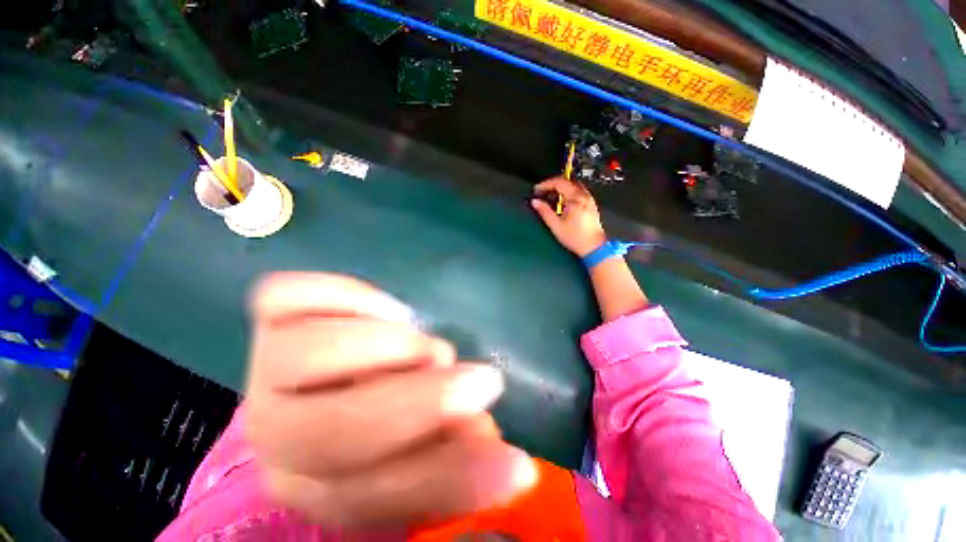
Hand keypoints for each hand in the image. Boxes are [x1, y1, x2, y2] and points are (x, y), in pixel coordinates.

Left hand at [245, 273, 536, 528]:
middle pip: (334, 431)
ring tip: (422, 343)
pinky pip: (283, 297)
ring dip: (386, 346)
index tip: (517, 463)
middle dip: (420, 402)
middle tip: (476, 378)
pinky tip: (386, 310)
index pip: (386, 497)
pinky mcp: (271, 320)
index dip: (456, 481)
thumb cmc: (379, 423)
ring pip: (302, 355)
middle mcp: (282, 437)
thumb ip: (457, 454)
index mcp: (325, 484)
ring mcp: (266, 368)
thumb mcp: (423, 448)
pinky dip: (345, 296)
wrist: (323, 389)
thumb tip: (496, 446)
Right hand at [531, 177, 606, 256]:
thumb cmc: (576, 238)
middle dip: (552, 185)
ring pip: (572, 186)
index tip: (537, 190)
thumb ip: (544, 211)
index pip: (559, 182)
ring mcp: (588, 199)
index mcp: (576, 198)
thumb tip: (535, 202)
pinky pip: (577, 192)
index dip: (545, 184)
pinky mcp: (590, 205)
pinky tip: (561, 204)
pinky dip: (567, 194)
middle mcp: (584, 196)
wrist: (593, 247)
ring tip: (550, 199)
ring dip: (560, 189)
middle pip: (566, 181)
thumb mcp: (556, 225)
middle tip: (542, 193)